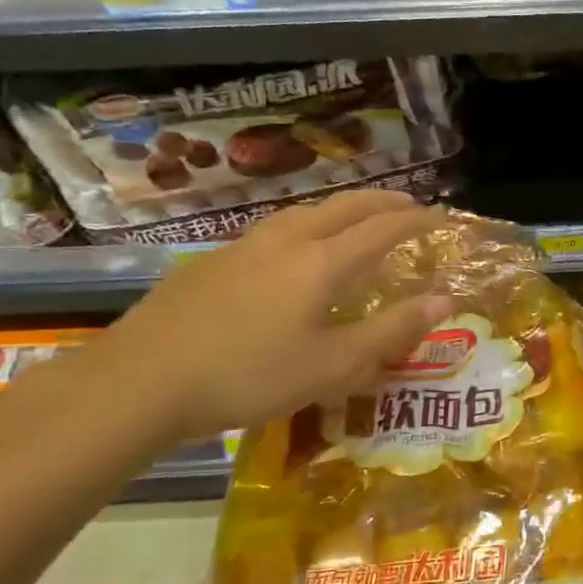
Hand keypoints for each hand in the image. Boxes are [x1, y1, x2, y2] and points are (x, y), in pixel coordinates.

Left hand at [81, 190, 449, 443]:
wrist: (138, 382)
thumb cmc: (248, 377)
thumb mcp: (333, 365)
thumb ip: (391, 331)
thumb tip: (444, 300)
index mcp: (320, 262)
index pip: (381, 228)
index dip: (415, 220)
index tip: (441, 217)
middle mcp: (284, 241)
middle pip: (343, 206)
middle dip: (381, 201)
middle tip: (409, 203)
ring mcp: (242, 248)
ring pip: (303, 212)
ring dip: (341, 208)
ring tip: (356, 218)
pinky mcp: (211, 263)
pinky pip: (274, 229)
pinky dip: (306, 225)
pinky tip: (293, 250)